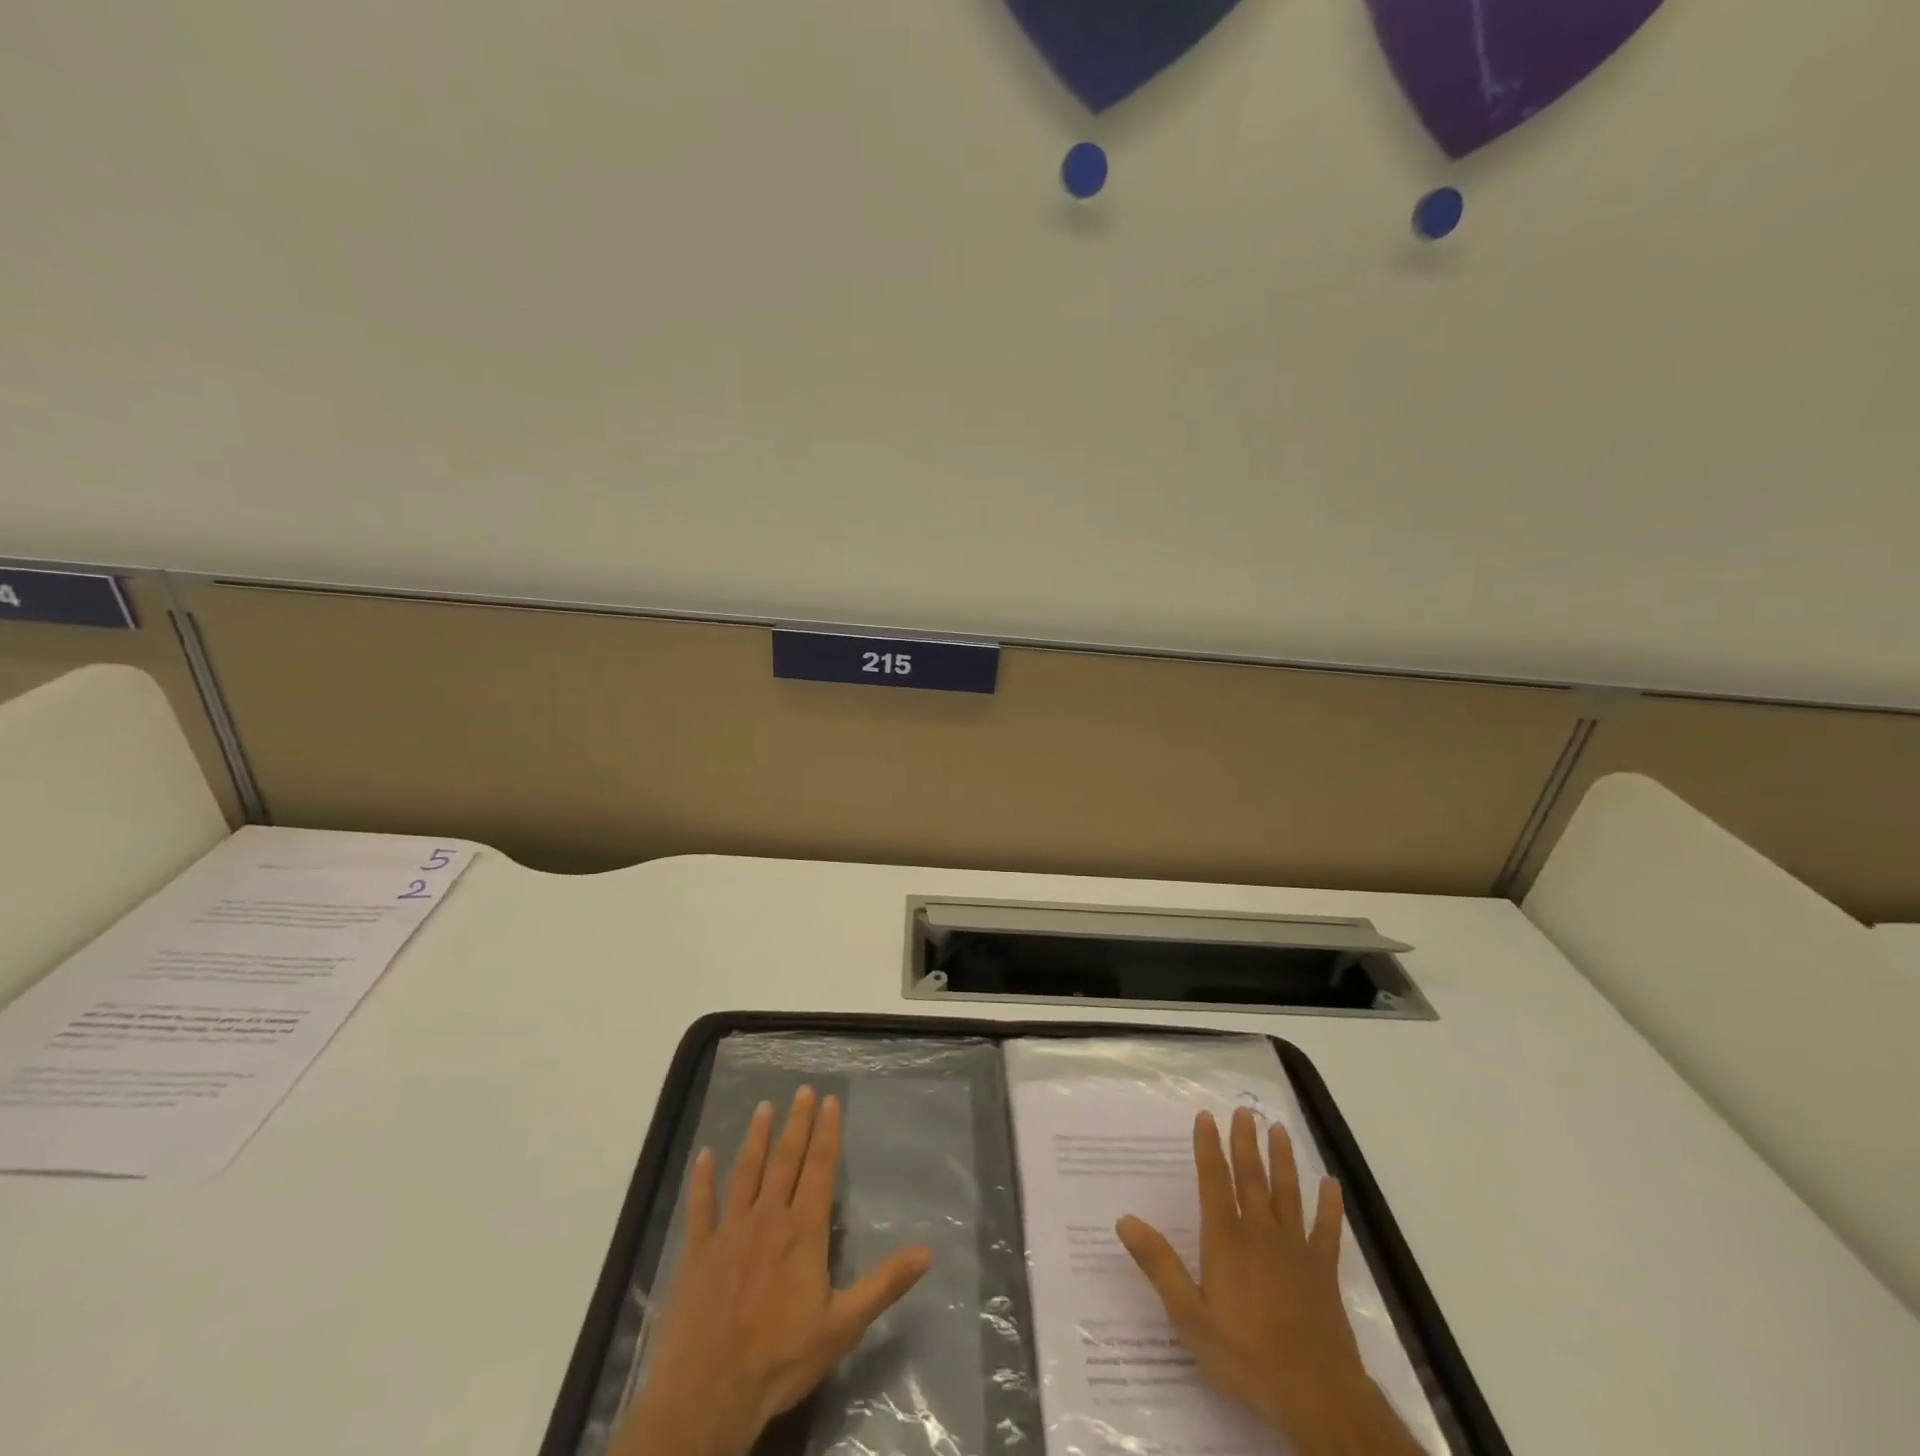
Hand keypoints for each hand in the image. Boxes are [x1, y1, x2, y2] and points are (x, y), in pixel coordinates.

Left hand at [612, 1087, 931, 1455]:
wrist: (709, 1394)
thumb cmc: (781, 1359)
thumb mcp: (844, 1325)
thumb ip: (884, 1284)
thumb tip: (928, 1251)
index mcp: (803, 1230)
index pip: (820, 1168)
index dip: (827, 1132)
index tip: (830, 1101)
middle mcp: (768, 1218)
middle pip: (785, 1160)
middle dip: (797, 1123)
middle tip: (802, 1090)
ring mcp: (729, 1232)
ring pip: (745, 1172)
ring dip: (756, 1138)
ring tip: (763, 1108)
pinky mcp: (697, 1252)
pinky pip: (700, 1206)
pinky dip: (702, 1179)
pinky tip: (704, 1155)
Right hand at [1116, 1108, 1424, 1455]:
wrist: (1315, 1395)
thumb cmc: (1245, 1356)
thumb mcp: (1189, 1316)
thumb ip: (1159, 1265)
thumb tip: (1124, 1220)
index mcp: (1226, 1239)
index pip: (1214, 1181)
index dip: (1209, 1147)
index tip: (1206, 1117)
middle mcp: (1260, 1233)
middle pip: (1251, 1177)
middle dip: (1246, 1142)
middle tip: (1245, 1111)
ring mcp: (1296, 1250)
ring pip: (1288, 1193)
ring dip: (1283, 1161)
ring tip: (1279, 1130)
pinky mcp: (1323, 1272)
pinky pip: (1327, 1232)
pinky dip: (1329, 1207)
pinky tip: (1331, 1185)